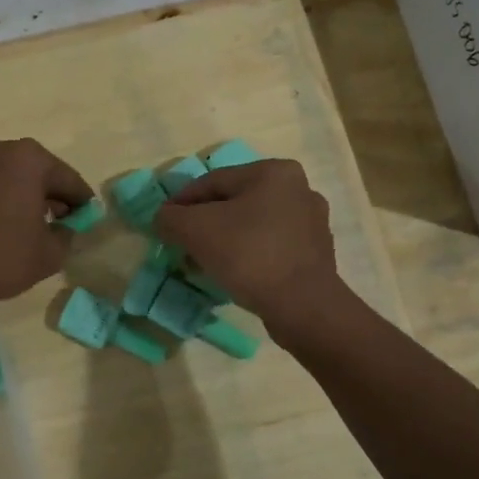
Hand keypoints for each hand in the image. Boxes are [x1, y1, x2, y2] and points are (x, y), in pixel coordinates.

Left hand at [0, 137, 93, 314]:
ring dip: (25, 197)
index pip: (69, 179)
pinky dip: (0, 200)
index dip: (82, 203)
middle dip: (53, 196)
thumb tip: (65, 229)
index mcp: (29, 158)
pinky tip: (3, 226)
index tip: (88, 220)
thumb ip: (67, 235)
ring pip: (11, 178)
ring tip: (32, 227)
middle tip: (62, 223)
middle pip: (39, 173)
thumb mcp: (49, 254)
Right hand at [152, 159, 340, 324]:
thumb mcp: (196, 230)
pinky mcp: (315, 253)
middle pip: (234, 202)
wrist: (303, 306)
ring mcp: (311, 222)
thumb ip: (171, 217)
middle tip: (182, 244)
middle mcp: (298, 189)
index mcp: (274, 172)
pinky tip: (233, 274)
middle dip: (204, 223)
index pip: (213, 181)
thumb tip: (164, 218)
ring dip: (225, 240)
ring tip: (203, 262)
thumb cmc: (249, 255)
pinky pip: (270, 246)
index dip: (182, 201)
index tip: (163, 223)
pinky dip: (248, 255)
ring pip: (252, 225)